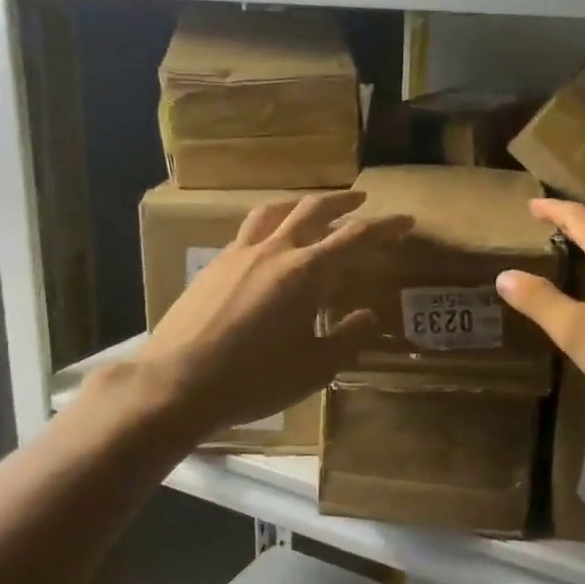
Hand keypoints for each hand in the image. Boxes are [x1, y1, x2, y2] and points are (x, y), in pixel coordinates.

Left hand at [76, 191, 411, 441]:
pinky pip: (248, 231)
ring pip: (275, 211)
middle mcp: (275, 251)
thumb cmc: (255, 378)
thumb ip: (347, 338)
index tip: (407, 220)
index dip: (386, 226)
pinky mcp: (213, 265)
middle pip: (314, 209)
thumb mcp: (315, 367)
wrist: (177, 383)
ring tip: (311, 209)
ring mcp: (240, 253)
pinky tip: (267, 246)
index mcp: (306, 272)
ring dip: (301, 204)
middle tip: (361, 200)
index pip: (356, 237)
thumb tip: (369, 316)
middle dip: (342, 202)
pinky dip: (269, 225)